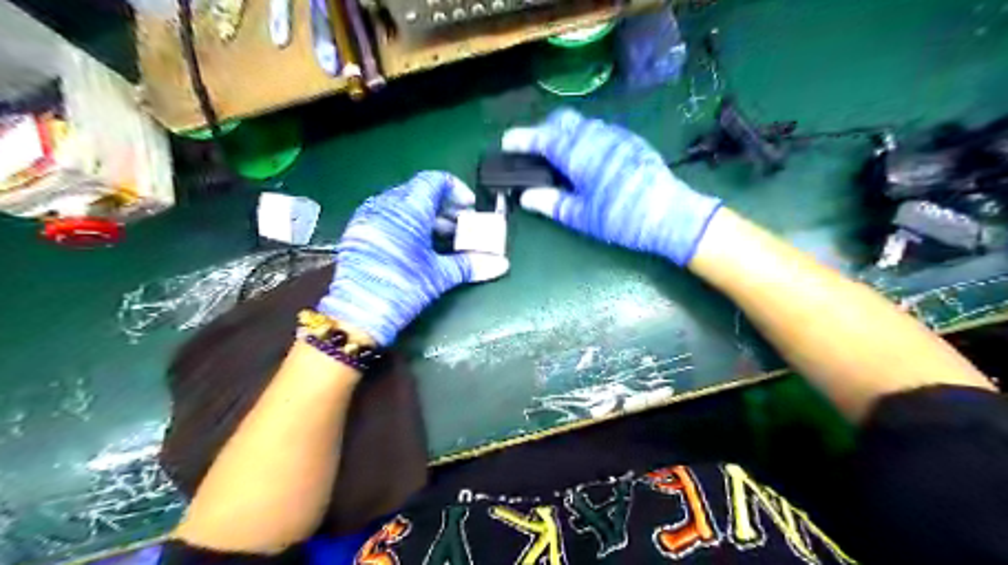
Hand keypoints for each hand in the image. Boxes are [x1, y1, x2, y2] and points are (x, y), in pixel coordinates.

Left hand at [317, 170, 508, 346]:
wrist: (358, 313)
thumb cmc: (403, 288)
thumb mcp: (440, 275)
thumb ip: (471, 264)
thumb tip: (501, 264)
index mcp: (408, 210)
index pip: (434, 181)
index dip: (456, 190)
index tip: (469, 208)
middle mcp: (385, 206)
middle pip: (419, 191)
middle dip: (444, 205)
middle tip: (460, 224)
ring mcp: (368, 218)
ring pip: (402, 203)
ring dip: (426, 215)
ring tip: (442, 236)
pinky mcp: (358, 232)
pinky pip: (387, 215)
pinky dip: (406, 222)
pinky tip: (417, 244)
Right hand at [505, 109, 725, 266]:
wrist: (670, 213)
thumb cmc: (621, 217)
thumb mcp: (581, 216)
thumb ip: (551, 203)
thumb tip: (526, 196)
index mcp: (578, 153)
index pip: (542, 138)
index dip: (521, 138)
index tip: (507, 142)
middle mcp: (595, 135)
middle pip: (561, 121)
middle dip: (543, 130)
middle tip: (534, 151)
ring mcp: (616, 135)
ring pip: (581, 124)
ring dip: (565, 133)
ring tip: (559, 157)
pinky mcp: (630, 140)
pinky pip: (599, 130)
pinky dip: (584, 137)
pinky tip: (587, 158)